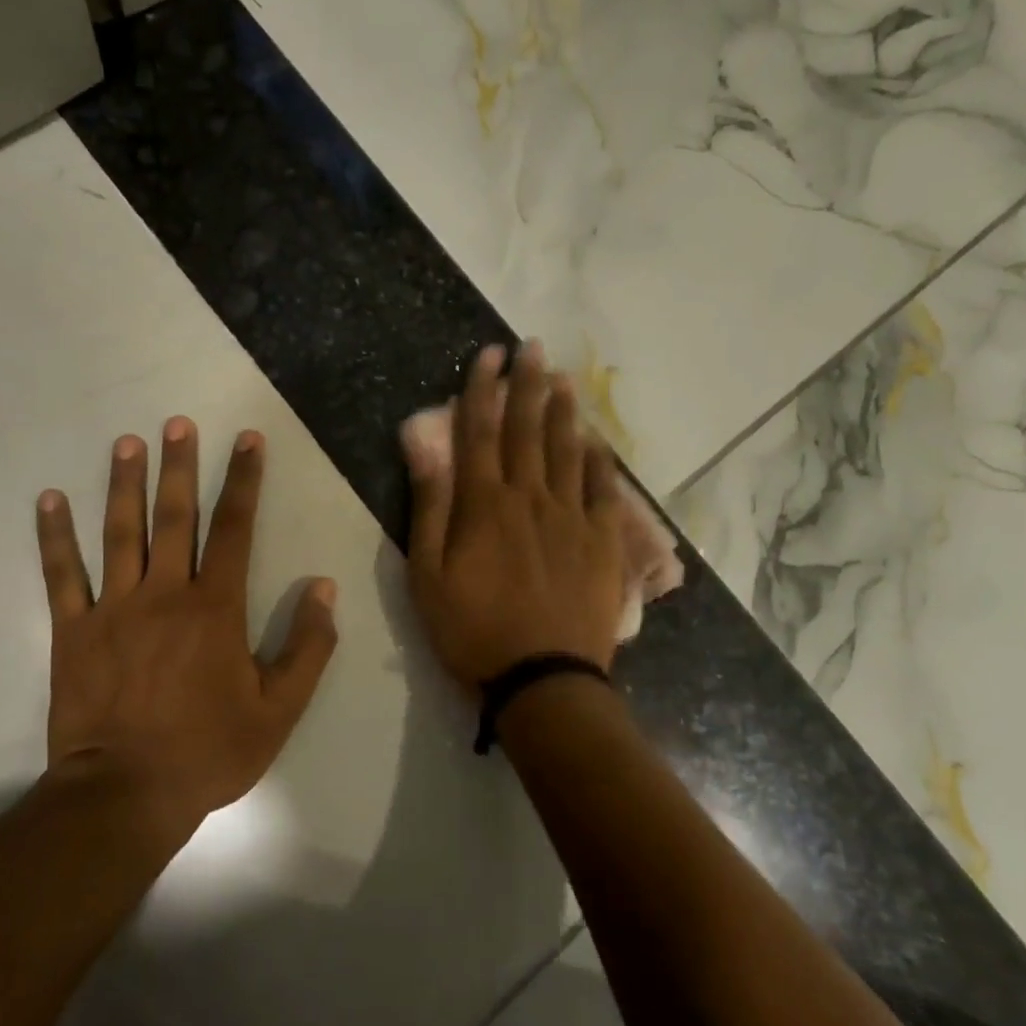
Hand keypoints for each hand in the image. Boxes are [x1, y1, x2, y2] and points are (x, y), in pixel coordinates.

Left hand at [34, 419, 338, 824]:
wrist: (126, 794)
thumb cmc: (208, 751)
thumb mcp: (279, 709)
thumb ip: (307, 646)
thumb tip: (323, 588)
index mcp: (216, 609)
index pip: (235, 529)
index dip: (244, 481)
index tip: (247, 439)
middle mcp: (165, 594)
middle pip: (175, 517)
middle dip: (180, 466)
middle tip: (178, 423)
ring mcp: (113, 608)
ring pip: (120, 533)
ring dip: (124, 484)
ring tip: (127, 443)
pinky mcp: (73, 630)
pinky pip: (62, 574)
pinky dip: (55, 536)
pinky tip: (50, 500)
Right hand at [404, 343, 626, 689]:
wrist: (542, 678)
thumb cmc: (472, 630)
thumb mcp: (427, 574)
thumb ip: (428, 505)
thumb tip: (422, 444)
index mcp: (484, 505)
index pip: (481, 432)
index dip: (482, 390)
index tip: (488, 355)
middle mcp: (530, 498)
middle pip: (528, 430)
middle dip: (528, 385)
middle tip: (534, 347)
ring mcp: (572, 517)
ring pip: (567, 451)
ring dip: (564, 412)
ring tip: (564, 380)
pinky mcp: (602, 542)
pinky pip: (603, 489)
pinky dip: (598, 460)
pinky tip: (596, 441)